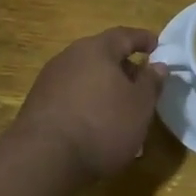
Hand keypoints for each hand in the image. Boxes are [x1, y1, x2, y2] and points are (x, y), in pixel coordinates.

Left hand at [13, 27, 167, 179]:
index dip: (143, 39)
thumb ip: (151, 82)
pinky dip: (88, 105)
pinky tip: (96, 128)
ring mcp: (49, 81)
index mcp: (96, 49)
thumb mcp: (139, 105)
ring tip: (121, 112)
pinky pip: (71, 97)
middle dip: (123, 68)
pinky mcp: (37, 106)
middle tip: (141, 84)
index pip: (124, 35)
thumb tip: (157, 66)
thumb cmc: (102, 125)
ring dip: (105, 90)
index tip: (157, 46)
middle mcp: (69, 57)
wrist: (42, 160)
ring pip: (86, 78)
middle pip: (102, 56)